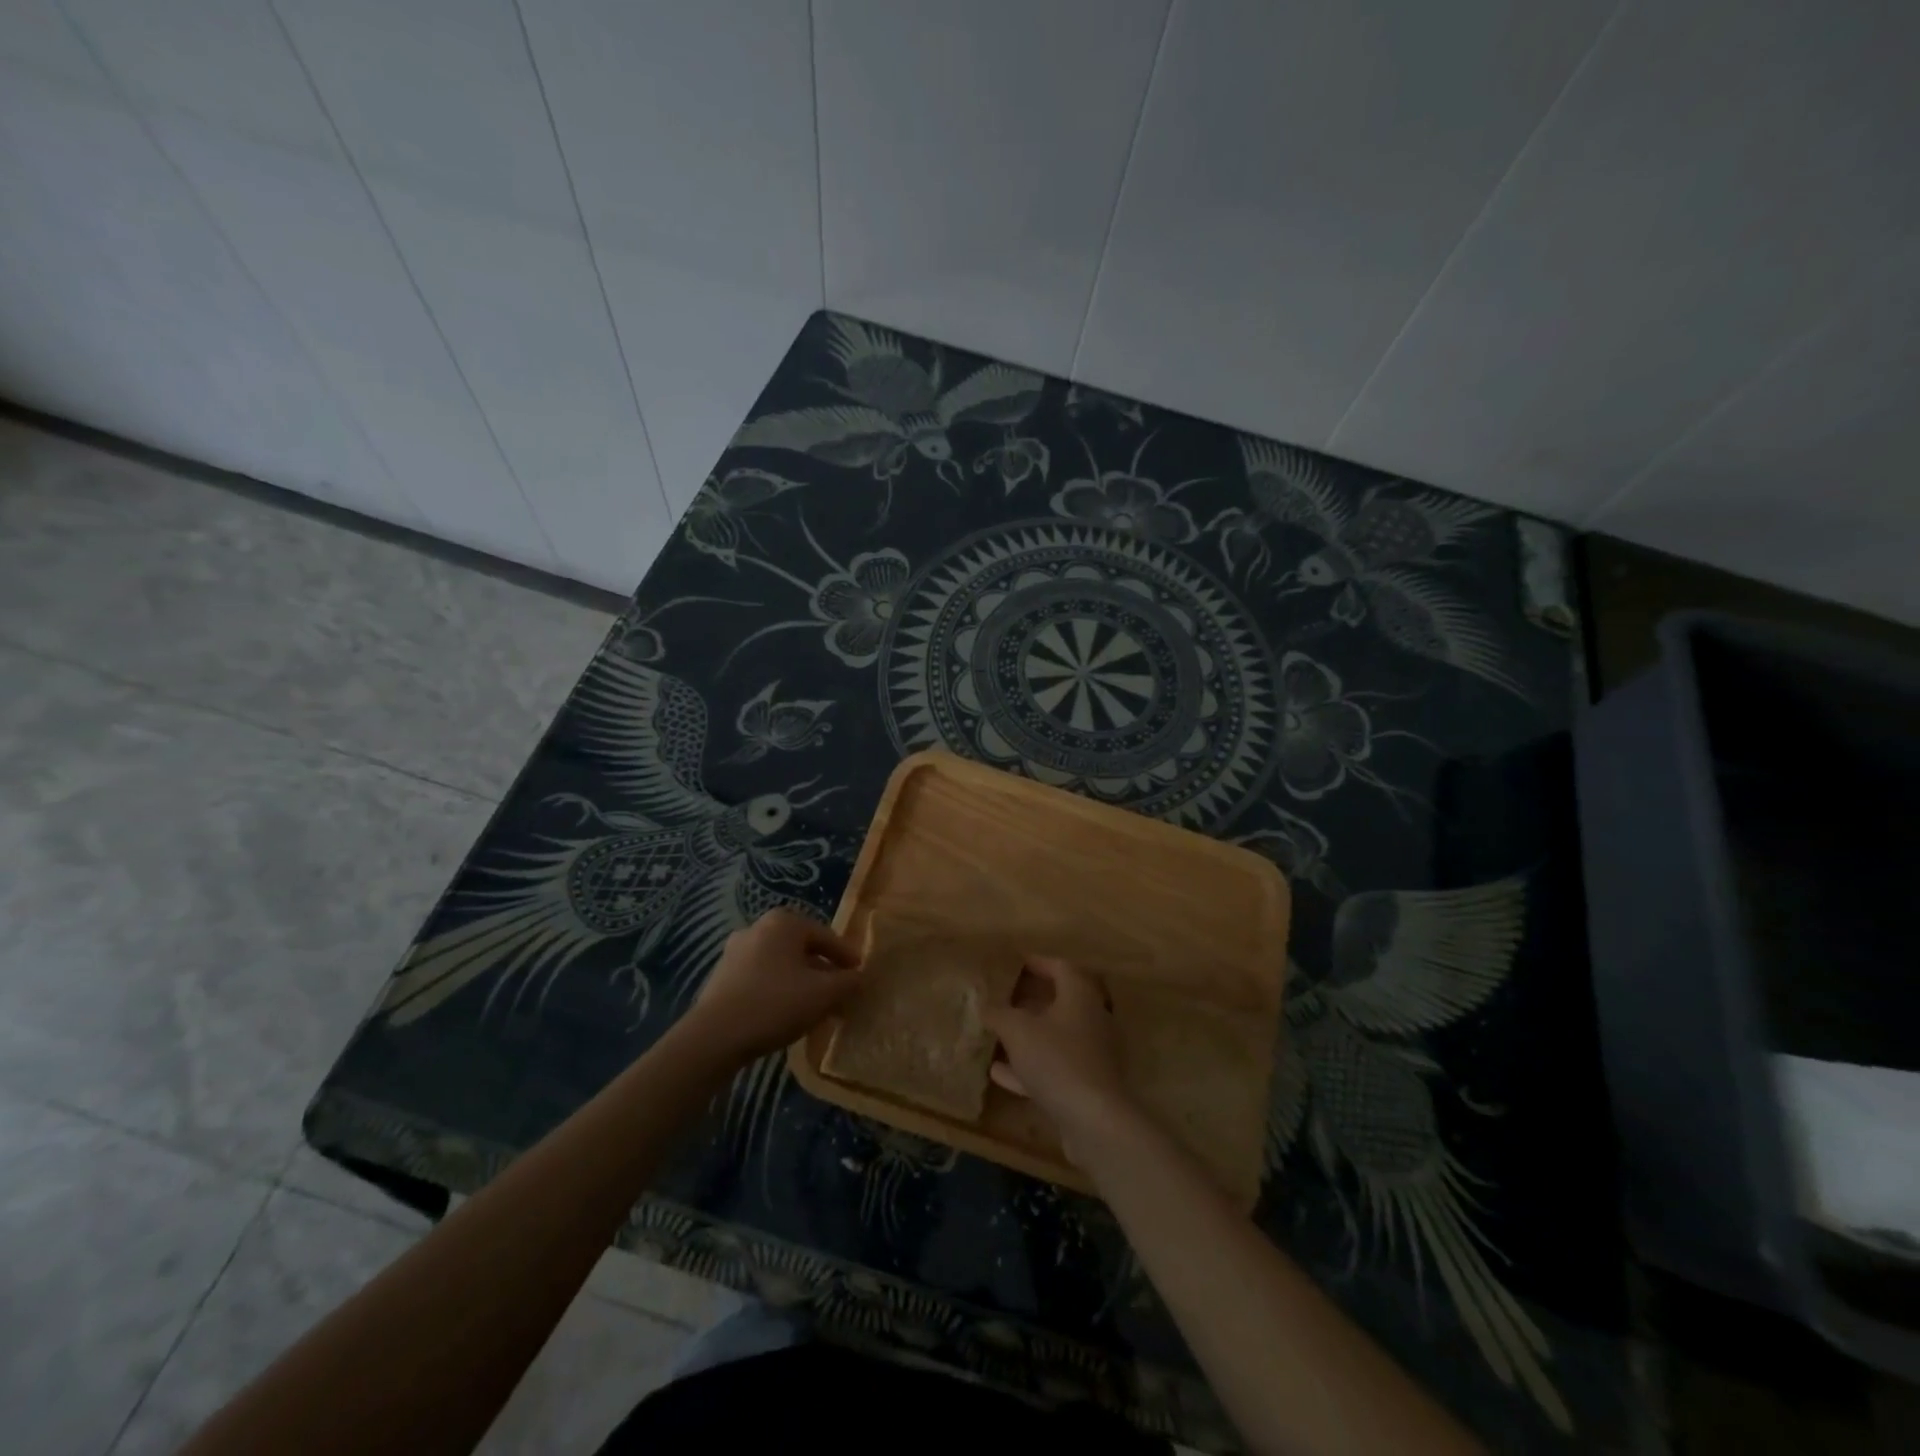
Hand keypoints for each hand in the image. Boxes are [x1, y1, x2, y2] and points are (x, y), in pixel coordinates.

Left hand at [684, 910, 861, 1061]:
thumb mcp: (824, 994)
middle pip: (803, 949)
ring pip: (781, 964)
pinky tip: (785, 1013)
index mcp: (784, 922)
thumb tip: (861, 977)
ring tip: (815, 1007)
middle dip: (823, 971)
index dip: (847, 958)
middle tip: (840, 993)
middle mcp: (758, 927)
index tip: (860, 976)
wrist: (714, 1037)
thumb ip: (849, 982)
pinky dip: (778, 990)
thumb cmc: (775, 1004)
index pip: (827, 936)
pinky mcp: (722, 976)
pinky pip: (762, 977)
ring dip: (801, 982)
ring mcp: (736, 951)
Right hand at [982, 956, 1134, 1164]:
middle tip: (1005, 998)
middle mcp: (1091, 1019)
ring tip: (998, 1034)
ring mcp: (1091, 1054)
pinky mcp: (1086, 1084)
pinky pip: (1054, 1067)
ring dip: (1029, 1035)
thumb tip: (985, 1005)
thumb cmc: (1057, 1060)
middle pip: (1061, 1002)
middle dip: (1032, 1000)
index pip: (1061, 967)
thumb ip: (999, 1014)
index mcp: (1080, 996)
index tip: (1015, 963)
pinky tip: (1000, 1073)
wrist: (1094, 1120)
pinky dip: (1029, 1066)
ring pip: (1056, 1036)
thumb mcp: (1018, 1030)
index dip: (1038, 962)